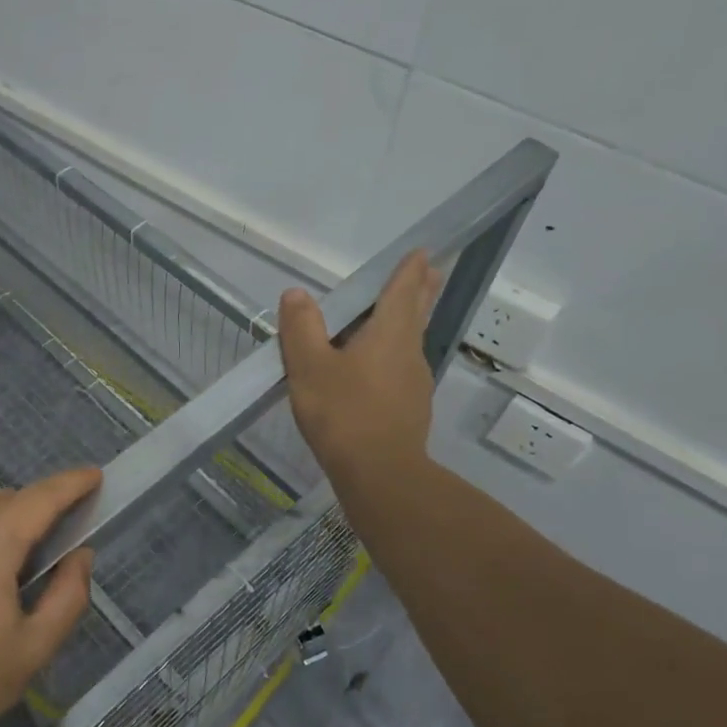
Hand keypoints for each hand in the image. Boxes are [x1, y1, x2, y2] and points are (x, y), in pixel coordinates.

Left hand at [0, 467, 100, 726]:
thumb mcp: (34, 649)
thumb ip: (68, 596)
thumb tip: (79, 555)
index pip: (37, 500)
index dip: (69, 484)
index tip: (93, 475)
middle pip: (4, 500)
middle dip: (35, 507)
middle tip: (56, 537)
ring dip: (0, 525)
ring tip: (9, 570)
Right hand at [279, 250, 442, 485]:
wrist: (379, 474)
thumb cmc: (343, 413)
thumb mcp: (309, 367)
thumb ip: (302, 327)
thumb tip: (297, 294)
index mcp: (389, 333)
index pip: (403, 290)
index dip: (409, 270)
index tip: (421, 252)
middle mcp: (409, 352)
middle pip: (417, 313)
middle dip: (421, 290)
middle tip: (429, 272)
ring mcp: (414, 382)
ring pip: (409, 343)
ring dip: (405, 324)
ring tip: (393, 317)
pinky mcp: (410, 409)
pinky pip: (400, 370)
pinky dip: (392, 356)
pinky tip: (375, 371)